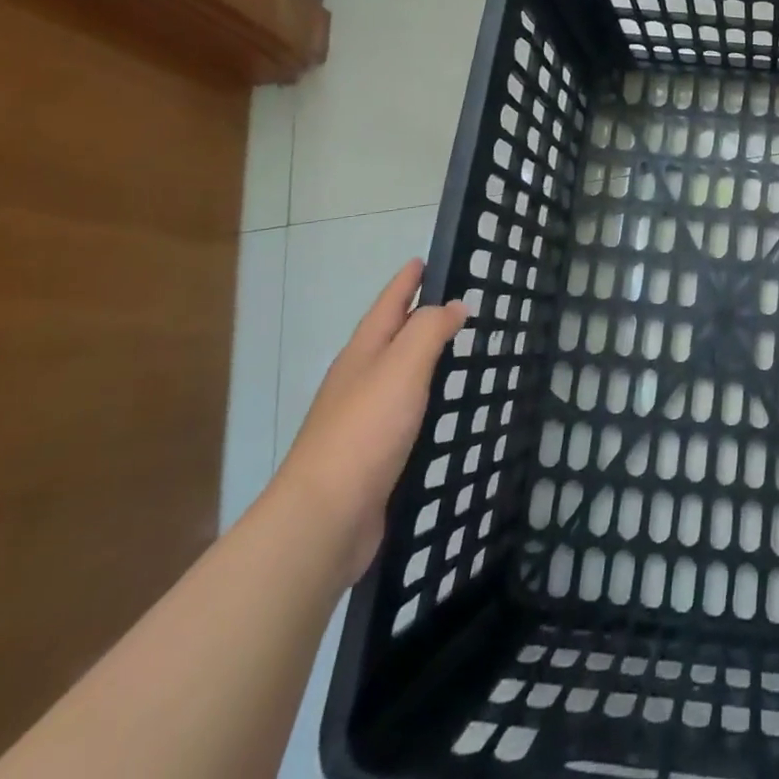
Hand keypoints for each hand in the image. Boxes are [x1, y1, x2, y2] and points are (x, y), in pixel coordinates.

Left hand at [268, 259, 466, 587]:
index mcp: (362, 354)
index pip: (388, 305)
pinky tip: (440, 408)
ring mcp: (362, 420)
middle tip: (454, 303)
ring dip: (421, 359)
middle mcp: (358, 381)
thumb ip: (429, 330)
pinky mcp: (372, 455)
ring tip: (454, 350)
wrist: (324, 519)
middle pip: (390, 337)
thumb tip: (452, 305)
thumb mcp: (402, 366)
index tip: (424, 260)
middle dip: (416, 317)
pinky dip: (423, 399)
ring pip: (397, 376)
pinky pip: (403, 412)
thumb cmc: (364, 431)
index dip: (406, 281)